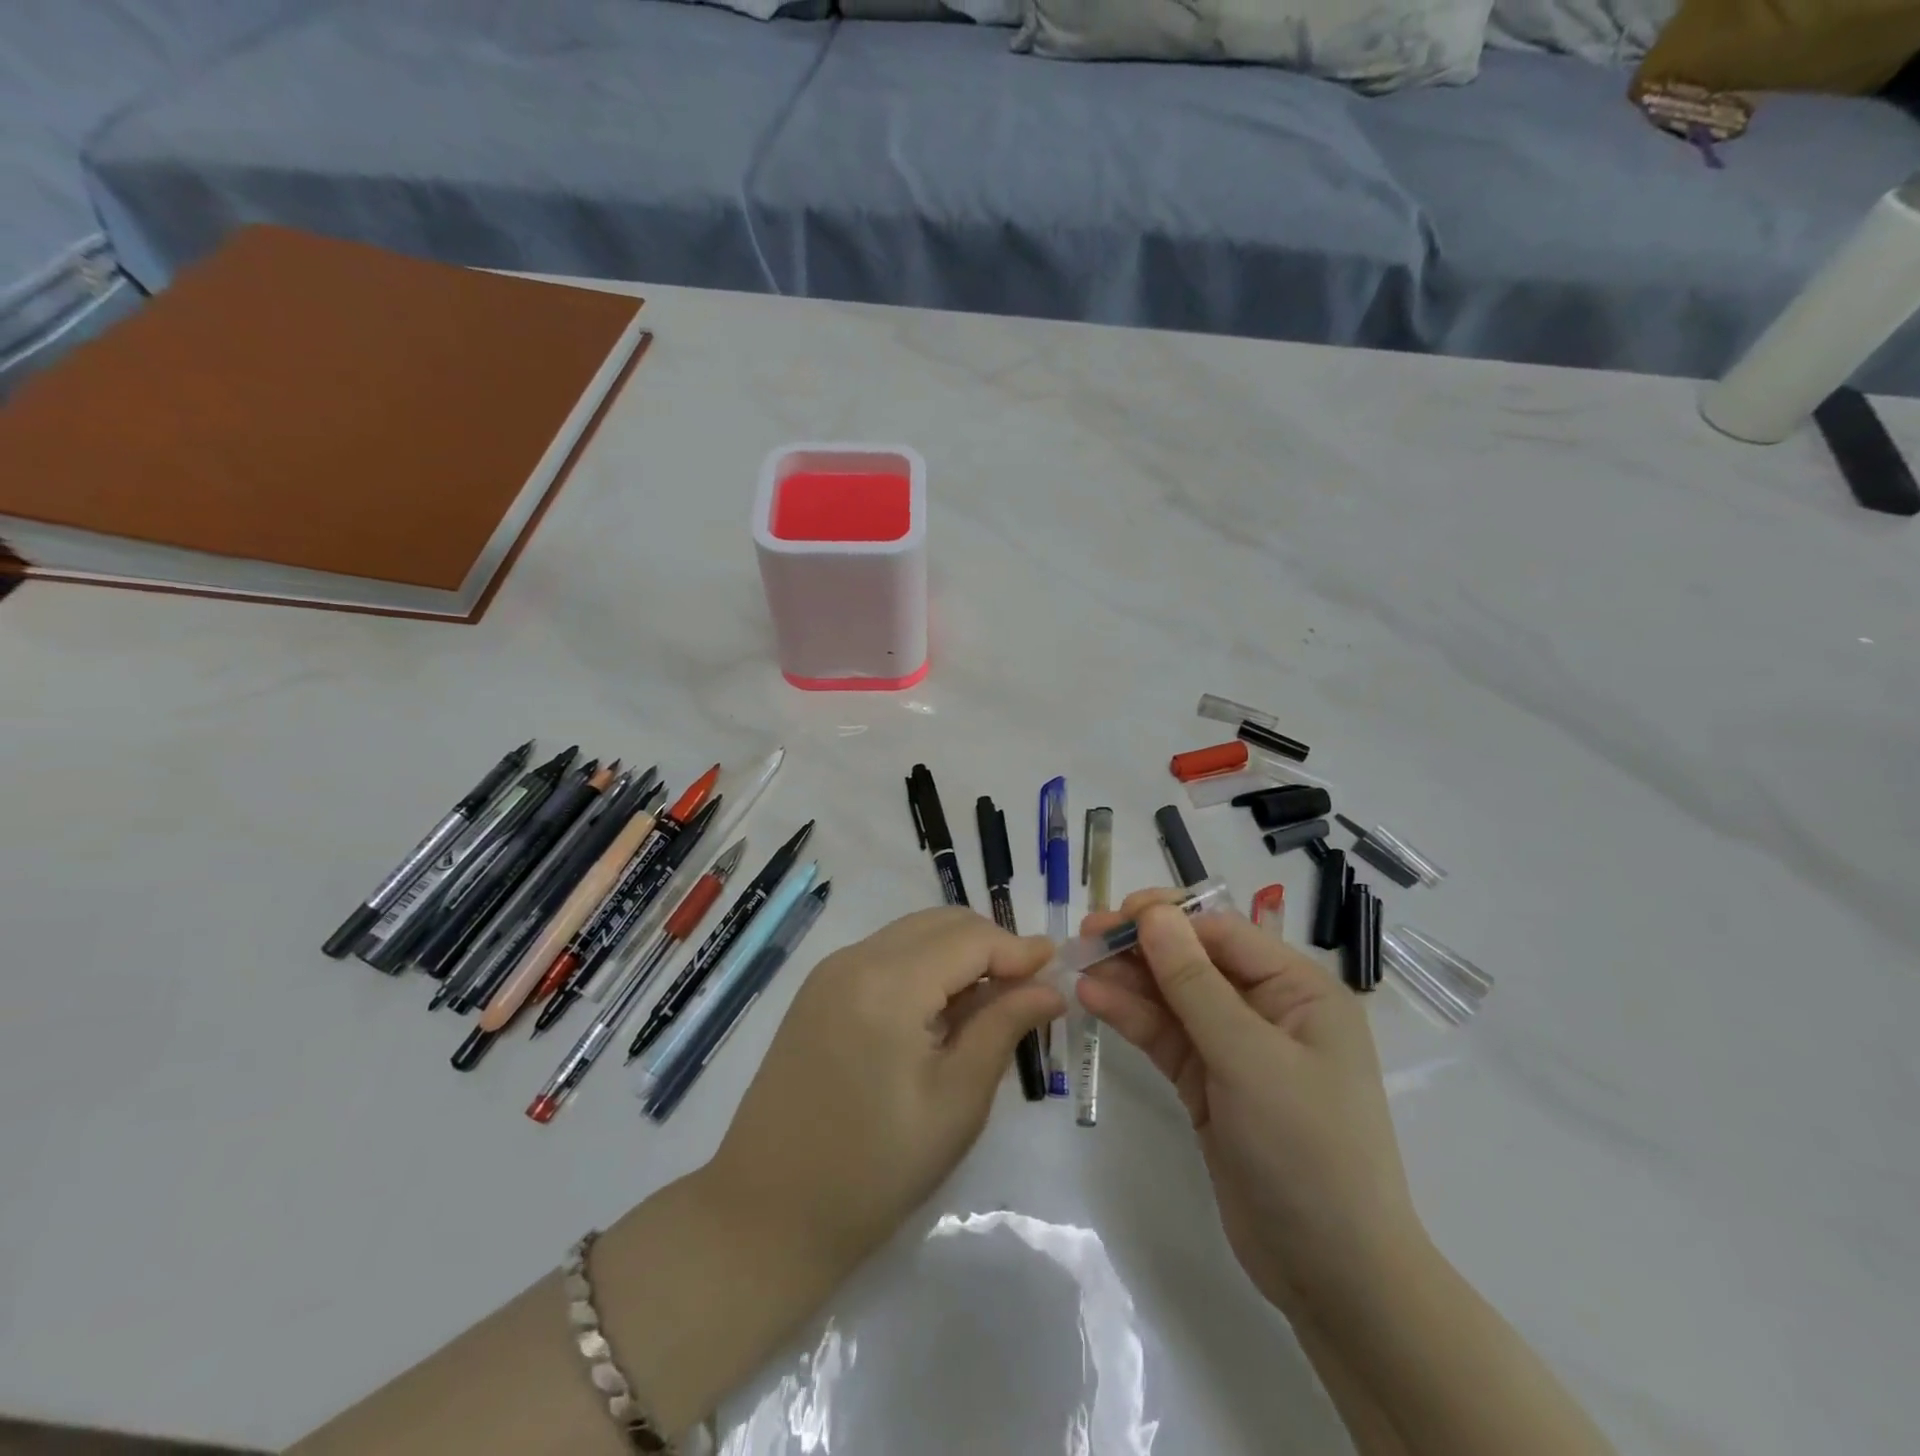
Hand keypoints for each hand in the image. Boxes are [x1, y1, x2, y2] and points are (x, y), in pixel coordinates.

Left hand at [705, 907, 1064, 1273]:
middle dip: (990, 946)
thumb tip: (1049, 987)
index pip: (970, 938)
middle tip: (1027, 991)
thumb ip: (1003, 1028)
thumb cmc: (874, 1171)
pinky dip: (923, 968)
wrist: (767, 1216)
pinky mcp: (817, 992)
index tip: (1058, 970)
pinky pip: (885, 956)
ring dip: (957, 955)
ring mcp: (830, 973)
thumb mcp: (955, 1102)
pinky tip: (939, 1013)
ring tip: (989, 1005)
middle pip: (940, 924)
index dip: (1018, 948)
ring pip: (912, 935)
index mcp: (887, 984)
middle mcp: (855, 959)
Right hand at [1077, 890, 1423, 1309]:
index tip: (1114, 916)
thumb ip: (1195, 984)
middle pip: (1193, 960)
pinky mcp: (1207, 1083)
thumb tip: (1154, 915)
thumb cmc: (1307, 1150)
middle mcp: (1267, 1009)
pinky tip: (1093, 998)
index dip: (1168, 917)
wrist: (1333, 1276)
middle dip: (1141, 945)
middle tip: (1085, 937)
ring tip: (1077, 965)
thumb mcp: (1250, 1058)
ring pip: (1172, 997)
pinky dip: (1131, 1017)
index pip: (1223, 933)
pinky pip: (1165, 1036)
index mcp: (1298, 990)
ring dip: (1128, 979)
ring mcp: (1234, 1048)